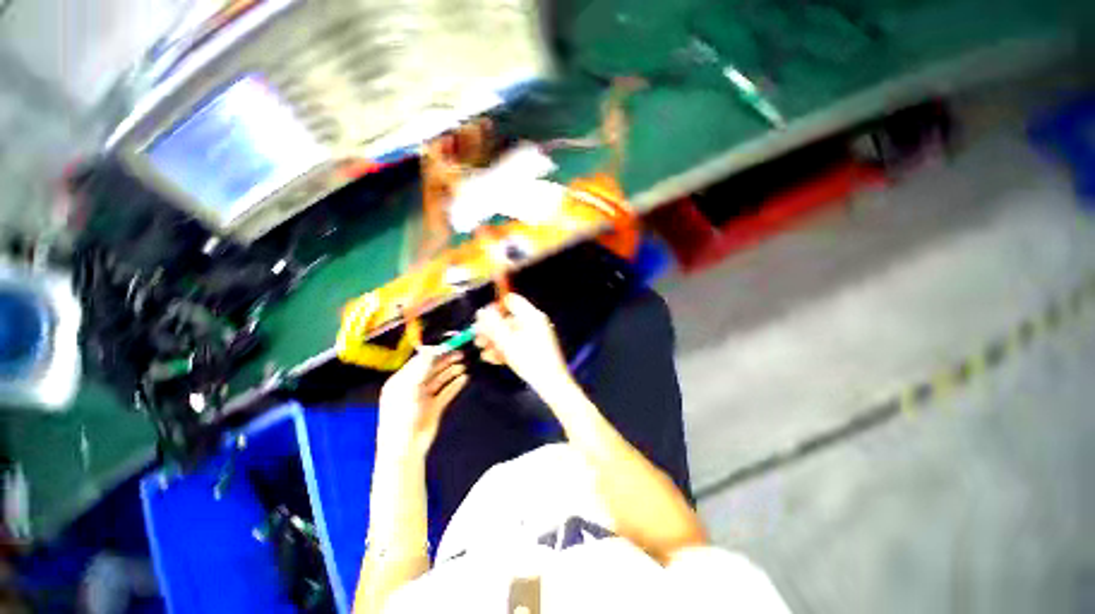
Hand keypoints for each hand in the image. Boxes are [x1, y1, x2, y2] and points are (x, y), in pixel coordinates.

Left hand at [377, 351, 467, 455]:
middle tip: (461, 354)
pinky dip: (455, 385)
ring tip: (464, 366)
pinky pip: (446, 392)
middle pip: (431, 369)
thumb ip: (422, 367)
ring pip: (440, 380)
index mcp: (402, 381)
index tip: (450, 345)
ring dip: (451, 372)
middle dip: (445, 361)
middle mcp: (413, 387)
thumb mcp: (410, 387)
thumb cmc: (403, 414)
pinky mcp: (434, 408)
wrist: (405, 447)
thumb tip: (432, 349)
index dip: (435, 352)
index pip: (420, 361)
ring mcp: (424, 398)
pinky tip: (464, 378)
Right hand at [474, 294, 571, 393]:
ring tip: (483, 353)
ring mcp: (536, 335)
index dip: (495, 307)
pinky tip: (493, 359)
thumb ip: (492, 325)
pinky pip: (518, 343)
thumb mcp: (507, 342)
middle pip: (508, 319)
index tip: (482, 320)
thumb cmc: (530, 360)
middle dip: (491, 330)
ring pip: (511, 333)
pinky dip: (505, 349)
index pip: (511, 300)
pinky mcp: (536, 348)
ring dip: (495, 342)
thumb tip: (481, 312)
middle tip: (477, 340)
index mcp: (531, 316)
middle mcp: (534, 322)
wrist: (552, 383)